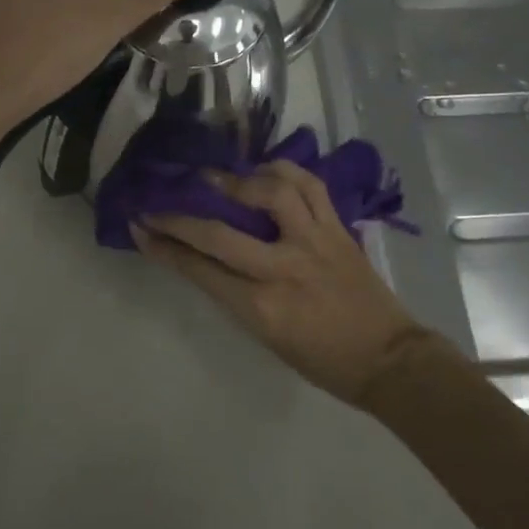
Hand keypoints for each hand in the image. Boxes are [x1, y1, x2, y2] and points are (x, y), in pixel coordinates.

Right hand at [134, 162, 431, 407]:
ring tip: (216, 177)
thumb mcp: (267, 336)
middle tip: (157, 203)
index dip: (164, 247)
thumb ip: (235, 294)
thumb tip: (204, 257)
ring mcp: (314, 242)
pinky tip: (266, 169)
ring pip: (269, 193)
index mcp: (262, 308)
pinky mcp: (337, 228)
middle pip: (219, 233)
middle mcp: (284, 268)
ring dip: (236, 180)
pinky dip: (284, 171)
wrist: (388, 358)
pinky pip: (309, 186)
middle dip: (179, 217)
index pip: (200, 269)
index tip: (141, 227)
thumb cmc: (323, 360)